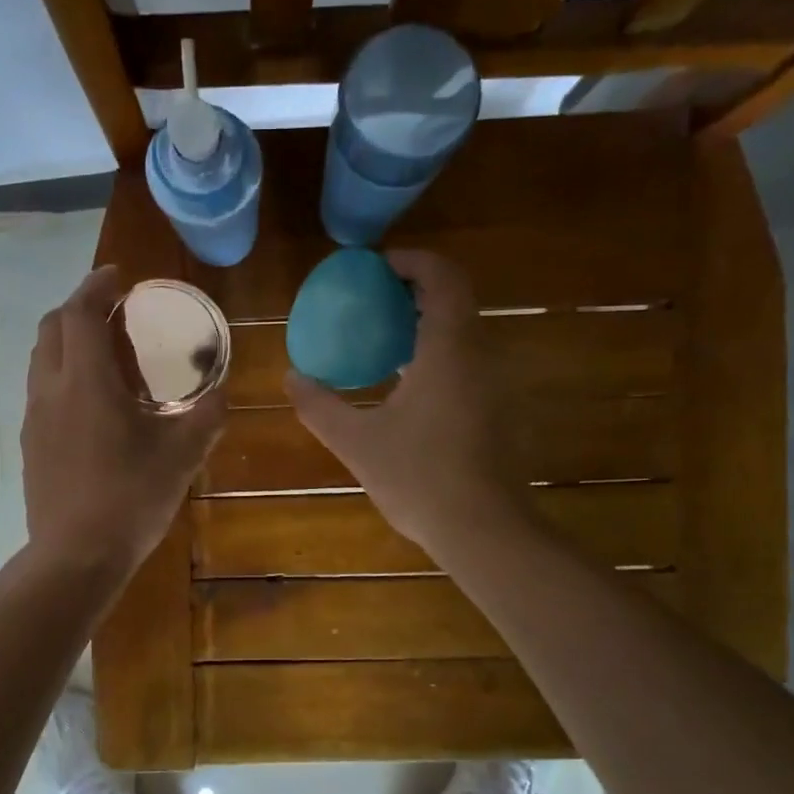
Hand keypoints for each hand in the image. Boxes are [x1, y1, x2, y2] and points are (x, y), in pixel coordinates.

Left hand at [22, 265, 225, 575]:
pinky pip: (42, 390)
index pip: (80, 312)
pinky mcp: (30, 444)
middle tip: (114, 312)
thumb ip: (207, 416)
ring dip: (67, 340)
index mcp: (86, 381)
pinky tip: (91, 402)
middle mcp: (51, 389)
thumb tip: (223, 391)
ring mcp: (34, 418)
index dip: (96, 286)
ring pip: (41, 359)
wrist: (76, 557)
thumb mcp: (182, 456)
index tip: (119, 277)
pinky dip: (62, 374)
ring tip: (103, 352)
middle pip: (52, 327)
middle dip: (79, 307)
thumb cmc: (131, 499)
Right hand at [286, 250, 521, 554]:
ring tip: (384, 344)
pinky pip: (470, 363)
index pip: (443, 278)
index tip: (378, 267)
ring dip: (427, 326)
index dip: (413, 261)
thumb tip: (292, 378)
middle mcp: (481, 357)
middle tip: (373, 303)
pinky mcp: (501, 412)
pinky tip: (408, 390)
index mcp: (449, 350)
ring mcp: (497, 385)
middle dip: (415, 292)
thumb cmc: (420, 478)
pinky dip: (439, 356)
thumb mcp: (357, 442)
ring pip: (465, 334)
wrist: (485, 531)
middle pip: (455, 301)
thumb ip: (320, 406)